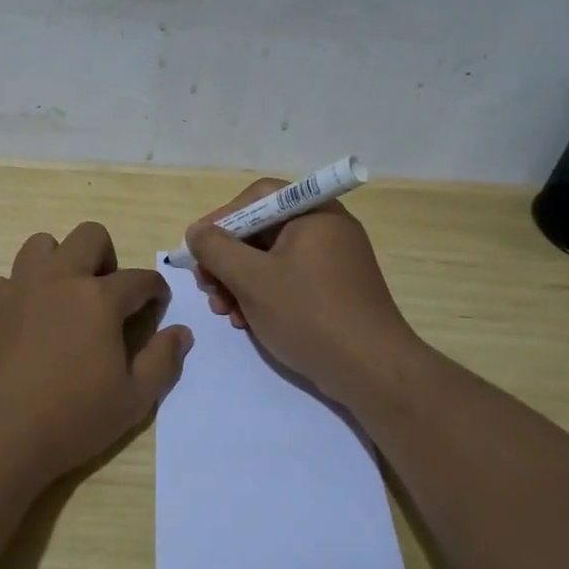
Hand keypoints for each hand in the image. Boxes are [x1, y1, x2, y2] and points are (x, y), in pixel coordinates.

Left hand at [0, 221, 192, 489]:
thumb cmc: (69, 421)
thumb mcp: (132, 401)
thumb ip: (162, 361)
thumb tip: (181, 333)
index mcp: (99, 299)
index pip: (139, 278)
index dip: (155, 290)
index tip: (157, 305)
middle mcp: (59, 280)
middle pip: (89, 236)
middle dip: (107, 257)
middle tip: (107, 296)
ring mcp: (18, 290)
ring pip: (40, 245)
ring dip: (59, 262)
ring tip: (64, 299)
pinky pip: (5, 281)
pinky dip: (19, 293)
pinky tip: (24, 322)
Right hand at [186, 181, 419, 406]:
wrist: (371, 371)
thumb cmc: (309, 315)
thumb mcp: (252, 279)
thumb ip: (216, 249)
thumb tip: (197, 232)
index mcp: (313, 213)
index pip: (257, 197)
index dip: (222, 218)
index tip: (198, 248)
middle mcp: (326, 229)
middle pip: (262, 230)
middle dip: (227, 259)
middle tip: (206, 285)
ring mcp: (333, 261)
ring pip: (271, 260)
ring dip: (239, 282)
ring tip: (224, 311)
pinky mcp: (334, 291)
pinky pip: (289, 281)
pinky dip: (263, 296)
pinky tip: (246, 322)